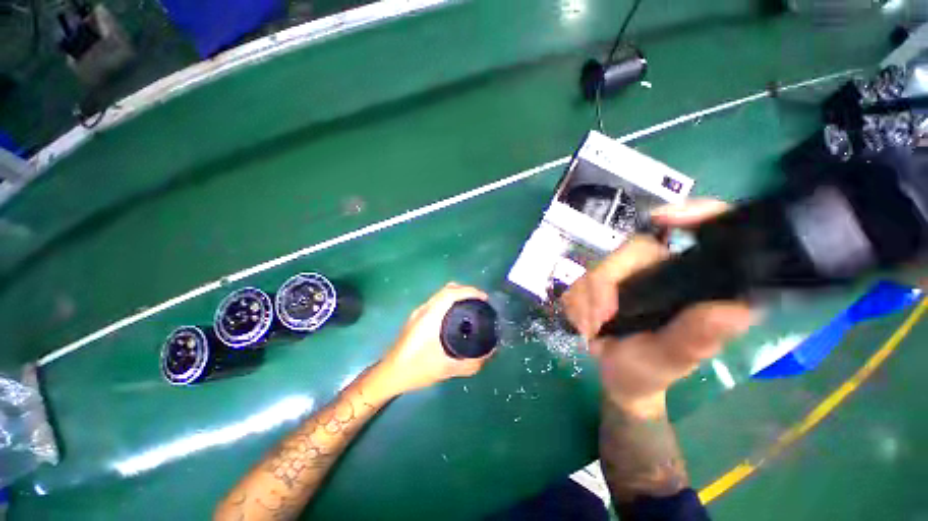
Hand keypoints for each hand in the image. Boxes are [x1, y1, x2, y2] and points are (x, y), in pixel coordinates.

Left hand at [379, 283, 493, 394]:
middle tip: (480, 303)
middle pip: (447, 290)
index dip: (469, 291)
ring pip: (441, 295)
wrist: (389, 374)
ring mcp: (418, 313)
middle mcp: (424, 309)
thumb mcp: (447, 368)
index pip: (451, 293)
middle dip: (466, 291)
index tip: (484, 298)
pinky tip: (455, 318)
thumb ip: (471, 363)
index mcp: (431, 316)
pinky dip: (449, 303)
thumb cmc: (416, 369)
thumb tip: (490, 354)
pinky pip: (437, 302)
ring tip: (471, 308)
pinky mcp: (416, 318)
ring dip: (457, 296)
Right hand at [561, 199, 753, 414]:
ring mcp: (629, 274)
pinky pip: (578, 279)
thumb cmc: (650, 371)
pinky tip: (582, 322)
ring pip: (596, 266)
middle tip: (598, 319)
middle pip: (630, 250)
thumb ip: (695, 337)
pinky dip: (575, 302)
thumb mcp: (672, 360)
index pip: (711, 232)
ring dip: (585, 299)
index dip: (698, 211)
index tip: (663, 218)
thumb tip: (735, 309)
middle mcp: (664, 270)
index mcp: (694, 283)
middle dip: (604, 283)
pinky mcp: (603, 282)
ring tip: (589, 329)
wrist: (618, 377)